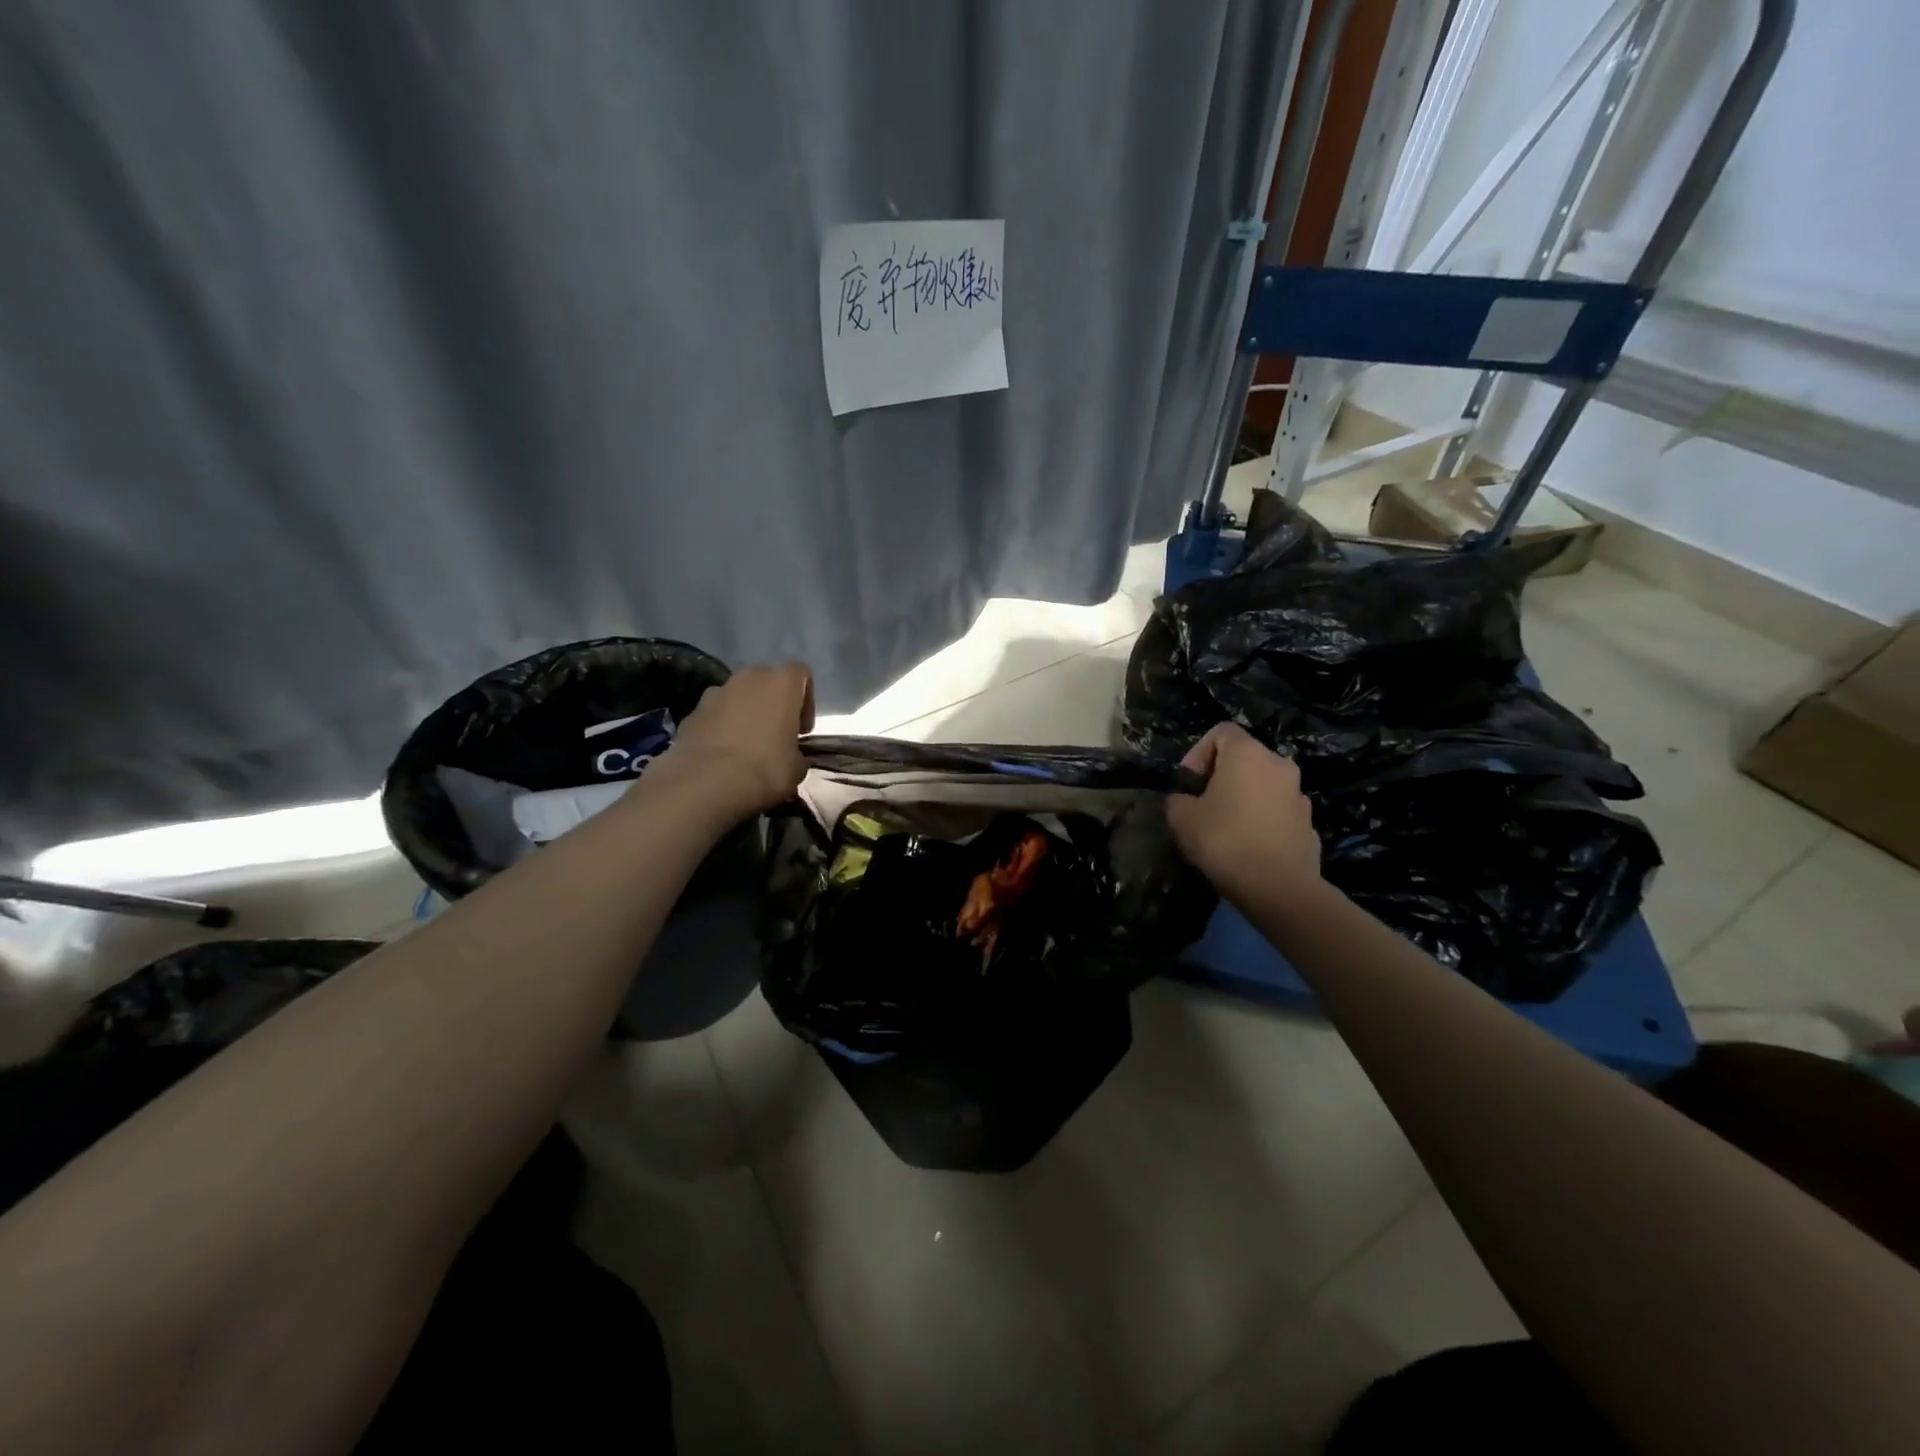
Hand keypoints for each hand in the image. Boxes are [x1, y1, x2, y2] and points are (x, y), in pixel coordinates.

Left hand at [657, 663, 813, 820]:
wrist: (706, 783)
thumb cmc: (765, 769)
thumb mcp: (797, 768)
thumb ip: (797, 753)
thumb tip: (791, 756)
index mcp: (781, 683)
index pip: (801, 673)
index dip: (806, 700)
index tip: (802, 730)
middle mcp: (749, 678)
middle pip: (766, 681)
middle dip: (772, 704)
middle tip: (775, 735)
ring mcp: (716, 692)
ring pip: (737, 696)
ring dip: (744, 713)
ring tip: (745, 747)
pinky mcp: (692, 711)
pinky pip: (714, 714)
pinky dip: (720, 728)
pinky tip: (721, 755)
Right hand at [1165, 723, 1320, 907]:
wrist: (1279, 888)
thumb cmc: (1225, 841)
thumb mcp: (1181, 818)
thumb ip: (1177, 799)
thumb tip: (1183, 800)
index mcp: (1248, 753)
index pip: (1221, 731)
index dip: (1198, 753)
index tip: (1189, 784)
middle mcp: (1279, 764)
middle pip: (1244, 757)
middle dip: (1220, 776)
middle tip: (1202, 805)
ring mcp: (1299, 793)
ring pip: (1262, 784)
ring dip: (1243, 797)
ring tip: (1225, 828)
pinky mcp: (1308, 822)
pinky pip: (1277, 810)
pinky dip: (1262, 819)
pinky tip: (1248, 846)